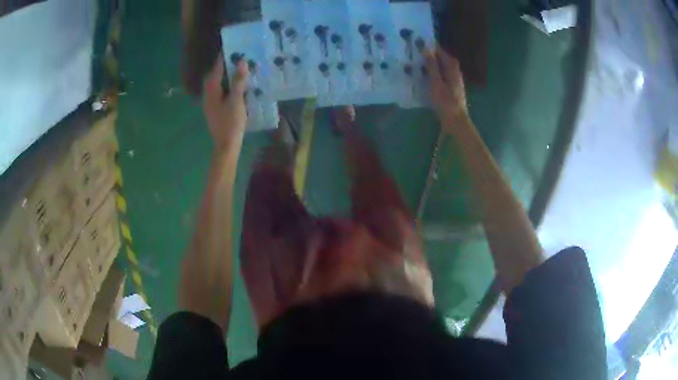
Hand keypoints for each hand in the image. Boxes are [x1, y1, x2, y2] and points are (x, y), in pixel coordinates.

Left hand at [203, 56, 248, 148]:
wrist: (226, 145)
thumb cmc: (231, 123)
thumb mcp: (237, 100)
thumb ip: (238, 81)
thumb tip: (241, 61)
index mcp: (211, 91)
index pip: (216, 69)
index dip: (223, 58)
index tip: (230, 47)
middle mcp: (208, 95)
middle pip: (214, 75)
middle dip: (223, 65)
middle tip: (236, 56)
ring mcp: (210, 102)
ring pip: (216, 83)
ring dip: (225, 75)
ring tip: (237, 68)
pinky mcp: (215, 108)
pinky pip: (219, 91)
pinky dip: (226, 84)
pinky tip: (236, 84)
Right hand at [424, 46, 468, 130]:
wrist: (456, 121)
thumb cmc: (445, 102)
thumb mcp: (436, 82)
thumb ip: (431, 65)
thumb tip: (426, 48)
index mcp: (452, 68)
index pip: (441, 51)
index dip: (431, 45)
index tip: (419, 39)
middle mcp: (454, 72)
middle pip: (442, 58)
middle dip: (430, 53)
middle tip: (416, 49)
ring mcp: (453, 81)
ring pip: (441, 67)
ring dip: (431, 63)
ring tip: (417, 61)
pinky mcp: (450, 88)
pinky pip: (440, 75)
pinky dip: (432, 72)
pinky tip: (424, 75)